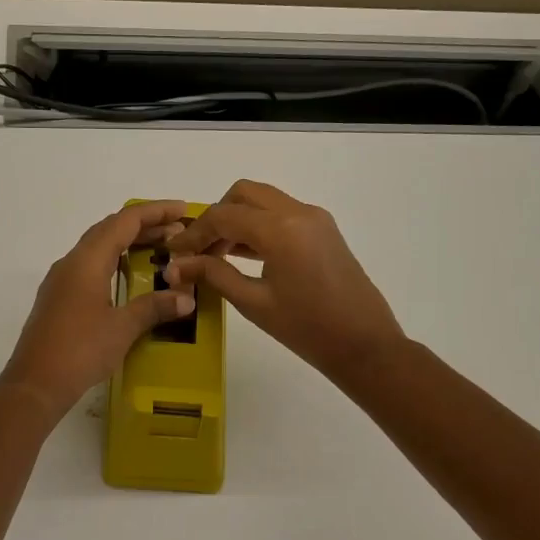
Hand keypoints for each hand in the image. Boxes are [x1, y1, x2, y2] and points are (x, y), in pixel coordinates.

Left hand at [0, 201, 197, 414]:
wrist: (35, 384)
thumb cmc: (80, 351)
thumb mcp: (122, 328)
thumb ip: (155, 308)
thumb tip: (186, 298)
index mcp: (86, 261)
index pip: (124, 222)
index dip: (155, 212)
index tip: (182, 211)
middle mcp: (71, 263)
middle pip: (109, 230)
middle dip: (144, 226)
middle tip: (178, 232)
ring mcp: (61, 281)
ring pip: (98, 248)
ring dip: (128, 244)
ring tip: (160, 250)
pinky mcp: (59, 299)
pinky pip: (90, 267)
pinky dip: (115, 262)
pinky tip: (130, 278)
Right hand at [164, 181, 405, 382]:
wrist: (364, 345)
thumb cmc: (307, 329)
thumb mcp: (253, 303)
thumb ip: (214, 275)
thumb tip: (176, 267)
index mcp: (280, 229)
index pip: (223, 216)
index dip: (194, 234)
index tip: (175, 254)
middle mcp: (298, 212)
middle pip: (244, 194)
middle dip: (216, 216)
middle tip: (199, 249)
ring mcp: (315, 218)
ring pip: (264, 200)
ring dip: (237, 218)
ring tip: (216, 255)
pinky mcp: (323, 229)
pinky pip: (282, 213)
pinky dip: (258, 224)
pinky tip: (243, 254)